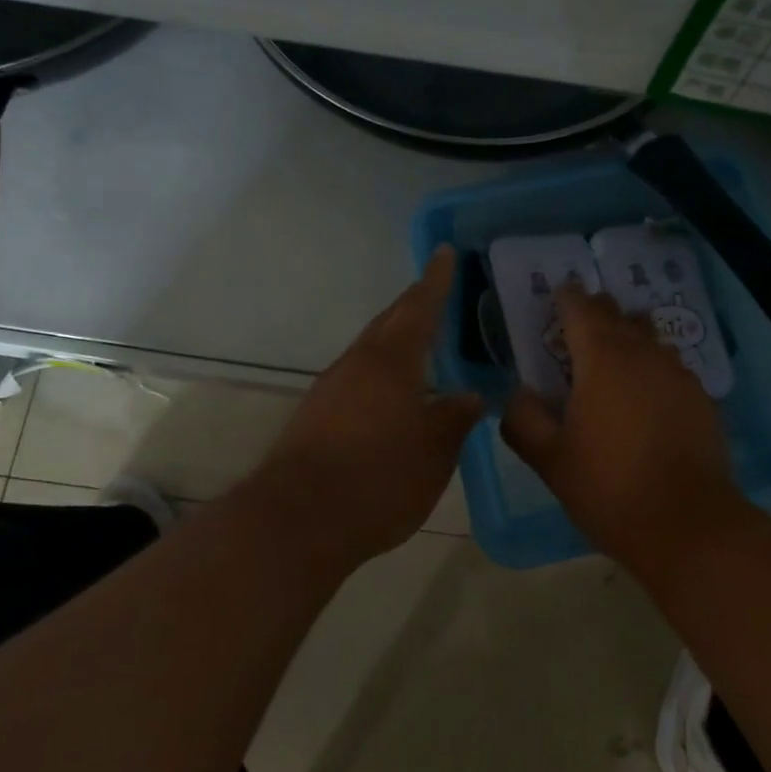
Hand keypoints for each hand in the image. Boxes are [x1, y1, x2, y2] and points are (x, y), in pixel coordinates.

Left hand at [238, 246, 482, 576]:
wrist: (299, 519)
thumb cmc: (379, 478)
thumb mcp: (434, 451)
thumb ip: (455, 418)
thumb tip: (471, 395)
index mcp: (391, 360)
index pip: (419, 306)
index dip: (436, 280)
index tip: (444, 252)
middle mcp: (357, 363)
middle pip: (389, 322)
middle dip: (414, 304)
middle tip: (439, 292)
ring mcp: (331, 388)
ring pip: (370, 350)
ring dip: (396, 339)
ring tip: (423, 344)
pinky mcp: (316, 414)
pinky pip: (357, 376)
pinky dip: (381, 371)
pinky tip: (394, 394)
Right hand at [502, 283, 758, 578]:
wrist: (687, 524)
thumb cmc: (608, 486)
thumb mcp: (548, 458)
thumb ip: (523, 418)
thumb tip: (522, 394)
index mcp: (602, 358)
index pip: (582, 308)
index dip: (567, 296)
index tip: (557, 293)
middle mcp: (645, 354)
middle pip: (619, 315)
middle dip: (597, 312)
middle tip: (578, 324)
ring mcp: (679, 375)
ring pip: (650, 339)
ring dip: (629, 338)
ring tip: (613, 359)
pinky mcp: (702, 399)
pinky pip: (671, 368)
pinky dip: (653, 369)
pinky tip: (646, 397)